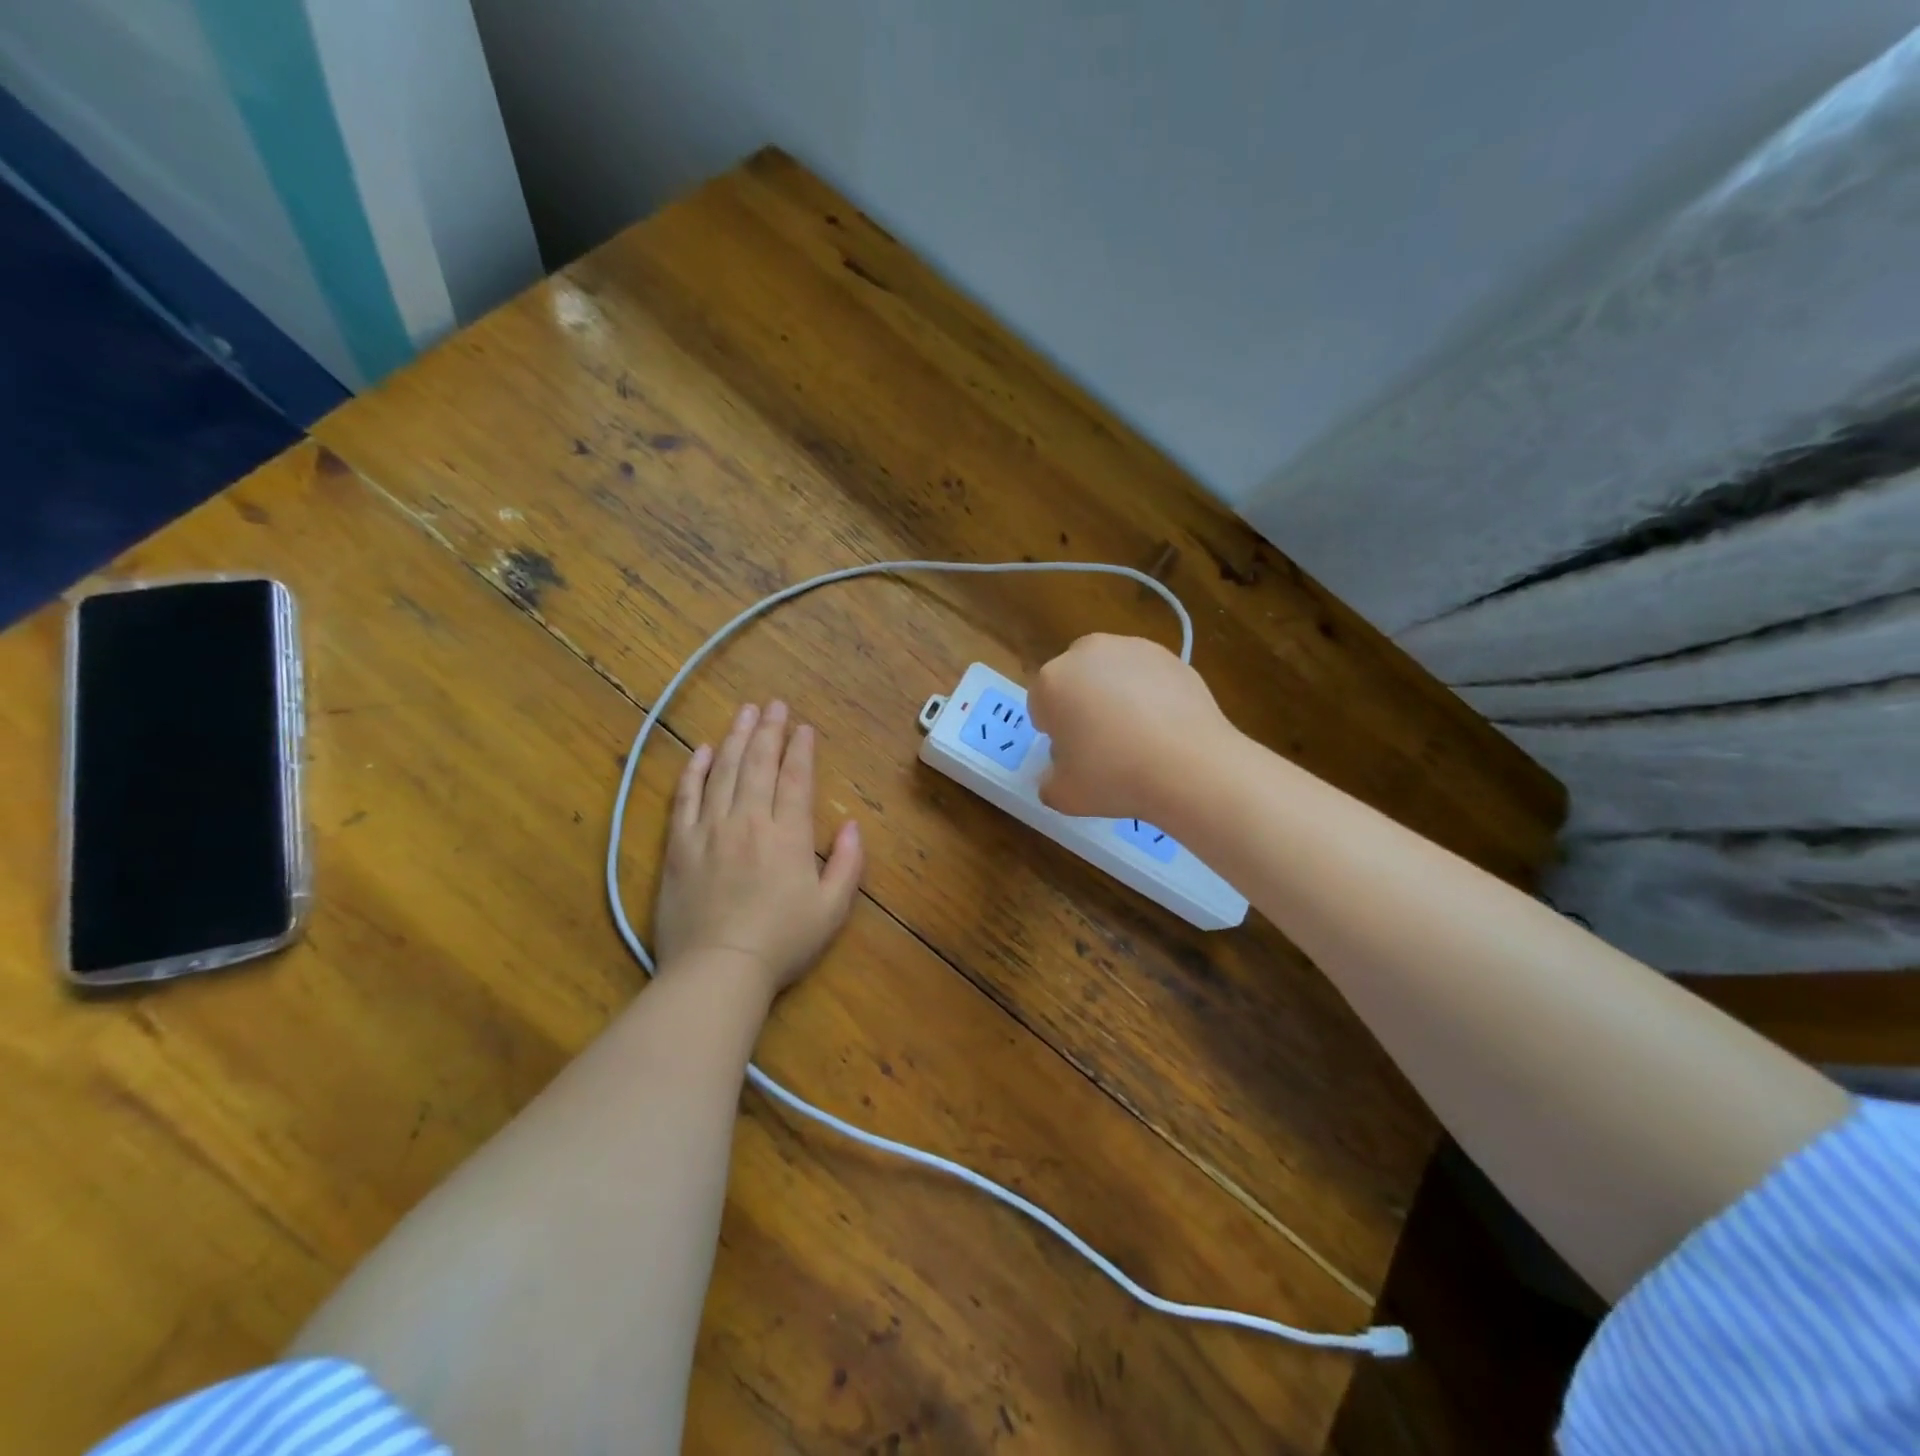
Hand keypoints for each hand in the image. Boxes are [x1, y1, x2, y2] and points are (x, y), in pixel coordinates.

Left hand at [654, 701, 863, 998]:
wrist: (718, 969)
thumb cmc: (782, 943)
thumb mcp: (832, 909)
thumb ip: (848, 864)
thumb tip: (855, 826)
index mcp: (788, 835)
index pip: (795, 778)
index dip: (801, 750)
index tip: (803, 727)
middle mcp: (749, 821)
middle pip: (759, 764)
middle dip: (769, 731)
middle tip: (774, 704)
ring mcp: (709, 830)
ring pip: (724, 771)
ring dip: (736, 738)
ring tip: (745, 712)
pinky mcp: (679, 845)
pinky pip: (685, 797)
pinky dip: (695, 770)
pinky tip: (703, 750)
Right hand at [1028, 634, 1228, 818]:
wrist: (1191, 766)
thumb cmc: (1115, 777)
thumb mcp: (1064, 796)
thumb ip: (1049, 782)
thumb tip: (1057, 775)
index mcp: (1052, 681)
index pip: (1041, 706)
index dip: (1054, 732)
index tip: (1073, 756)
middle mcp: (1087, 653)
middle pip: (1074, 680)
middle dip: (1081, 703)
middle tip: (1101, 742)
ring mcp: (1131, 648)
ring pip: (1110, 672)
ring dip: (1114, 694)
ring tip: (1137, 733)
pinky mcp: (1169, 655)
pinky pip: (1146, 675)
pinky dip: (1149, 693)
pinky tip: (1163, 725)